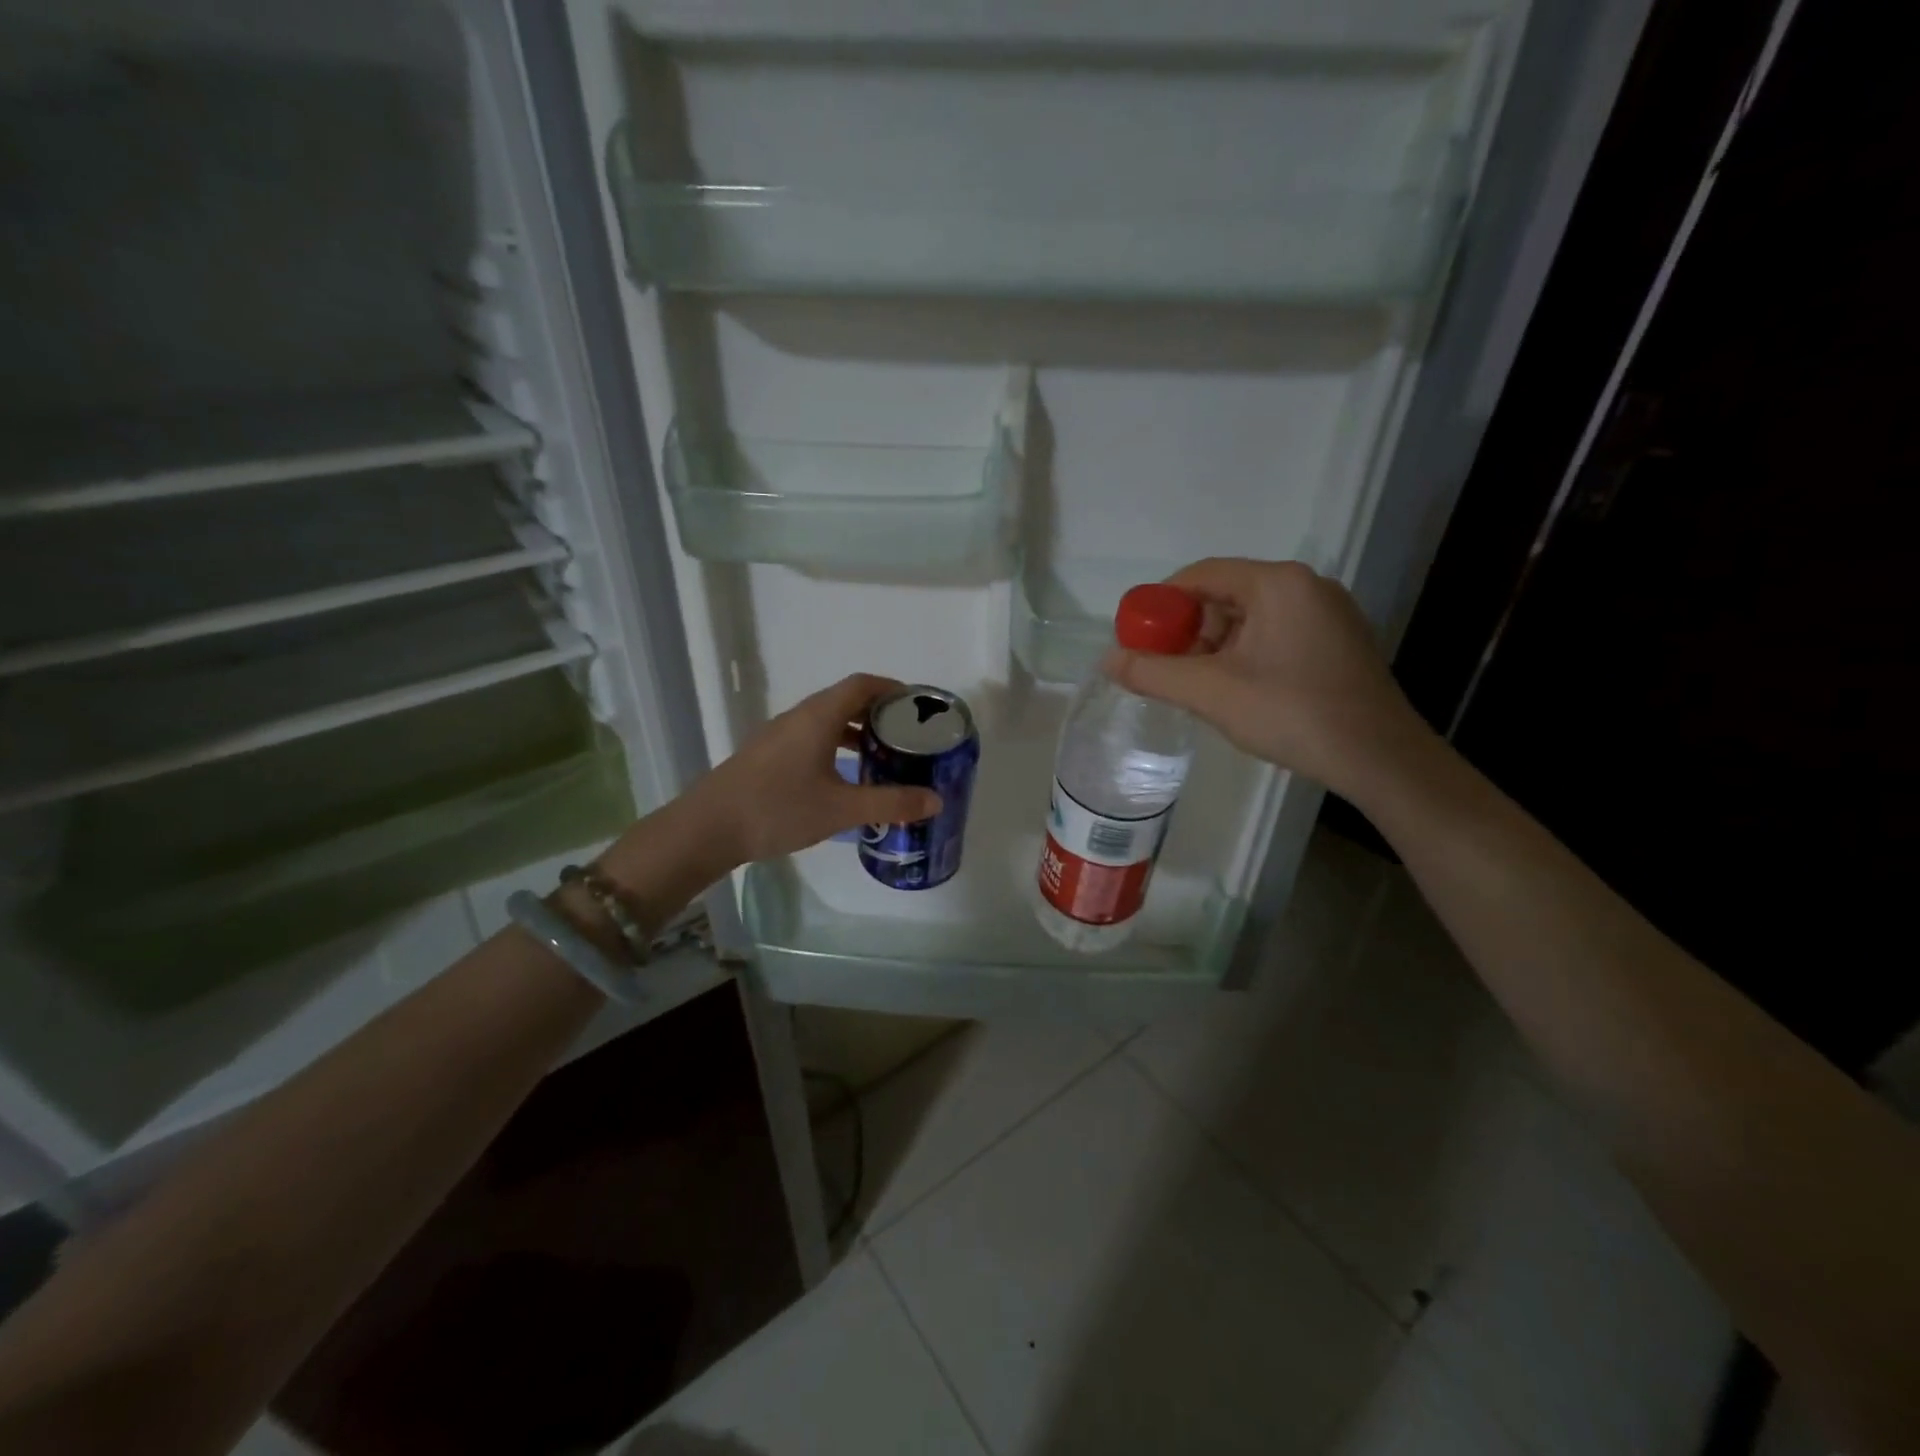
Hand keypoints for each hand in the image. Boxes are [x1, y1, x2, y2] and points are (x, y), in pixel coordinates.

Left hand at [685, 673, 941, 867]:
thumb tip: (936, 800)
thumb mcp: (841, 809)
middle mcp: (798, 717)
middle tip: (908, 736)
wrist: (706, 828)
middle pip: (845, 699)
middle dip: (879, 713)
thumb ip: (891, 803)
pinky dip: (834, 746)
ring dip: (856, 732)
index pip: (863, 684)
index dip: (893, 689)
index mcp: (818, 716)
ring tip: (882, 756)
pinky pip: (810, 737)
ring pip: (826, 721)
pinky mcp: (766, 755)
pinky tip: (843, 777)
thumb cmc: (778, 809)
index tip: (918, 707)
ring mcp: (778, 735)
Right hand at [1107, 559, 1436, 798]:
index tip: (1136, 636)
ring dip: (1213, 646)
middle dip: (1187, 629)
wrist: (1379, 758)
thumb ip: (1153, 673)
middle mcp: (1306, 586)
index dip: (1160, 602)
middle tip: (1163, 666)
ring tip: (1194, 685)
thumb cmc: (1291, 714)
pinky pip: (1275, 634)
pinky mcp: (1337, 642)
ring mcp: (1327, 614)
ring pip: (1250, 618)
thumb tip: (1108, 660)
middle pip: (1226, 594)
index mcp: (1278, 583)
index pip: (1202, 574)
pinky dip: (1243, 654)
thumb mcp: (1211, 693)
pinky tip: (1233, 689)